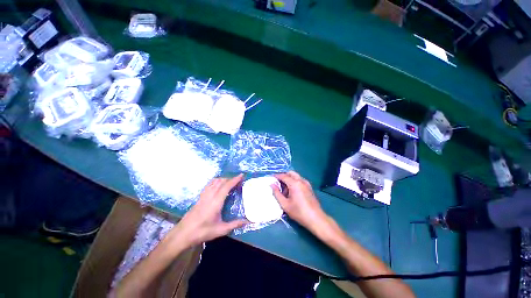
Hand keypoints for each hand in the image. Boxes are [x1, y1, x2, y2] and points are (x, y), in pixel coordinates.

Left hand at [170, 174, 247, 247]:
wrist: (183, 234)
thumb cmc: (202, 231)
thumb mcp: (221, 230)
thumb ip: (235, 224)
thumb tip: (248, 222)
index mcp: (216, 201)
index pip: (227, 186)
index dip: (235, 179)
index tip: (241, 175)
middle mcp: (210, 195)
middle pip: (221, 181)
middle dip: (230, 179)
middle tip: (238, 181)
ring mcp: (204, 195)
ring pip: (214, 181)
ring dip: (223, 179)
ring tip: (229, 182)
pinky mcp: (199, 197)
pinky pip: (209, 185)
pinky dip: (216, 181)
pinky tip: (218, 186)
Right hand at [271, 171, 327, 230]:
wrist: (316, 219)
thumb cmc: (299, 212)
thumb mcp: (285, 204)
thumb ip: (277, 193)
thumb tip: (272, 185)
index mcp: (295, 183)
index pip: (283, 176)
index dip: (276, 176)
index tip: (271, 178)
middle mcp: (301, 181)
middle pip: (290, 173)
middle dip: (283, 176)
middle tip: (278, 183)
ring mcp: (306, 183)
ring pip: (296, 176)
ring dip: (289, 179)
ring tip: (284, 190)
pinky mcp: (309, 187)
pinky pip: (300, 180)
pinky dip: (294, 182)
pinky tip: (292, 192)